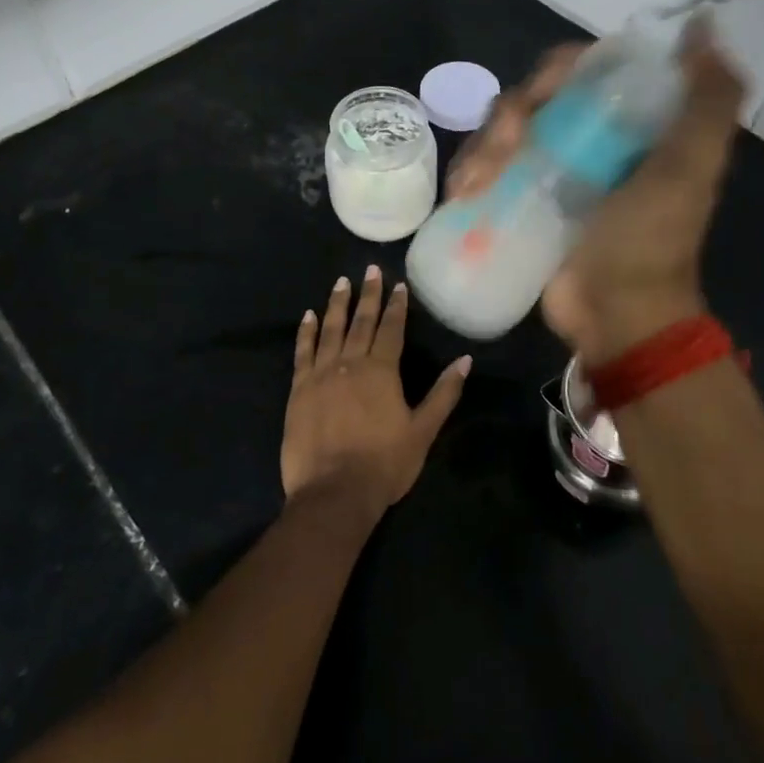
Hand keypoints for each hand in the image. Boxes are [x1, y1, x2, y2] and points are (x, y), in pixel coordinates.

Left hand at [283, 265, 469, 524]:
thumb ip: (443, 393)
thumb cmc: (384, 464)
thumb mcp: (423, 430)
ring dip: (337, 304)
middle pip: (361, 321)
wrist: (334, 493)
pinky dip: (306, 331)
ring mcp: (321, 374)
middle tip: (369, 269)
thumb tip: (464, 360)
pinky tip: (308, 316)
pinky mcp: (299, 389)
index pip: (392, 328)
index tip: (398, 284)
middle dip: (368, 294)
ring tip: (341, 282)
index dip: (396, 305)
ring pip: (330, 329)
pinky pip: (303, 351)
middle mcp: (351, 363)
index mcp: (382, 370)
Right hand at [446, 19, 748, 363]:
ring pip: (502, 134)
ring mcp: (551, 171)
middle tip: (504, 149)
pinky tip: (461, 194)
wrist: (617, 316)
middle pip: (533, 99)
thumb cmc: (650, 240)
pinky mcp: (523, 201)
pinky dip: (469, 174)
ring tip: (475, 184)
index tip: (540, 96)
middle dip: (508, 117)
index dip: (555, 72)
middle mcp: (588, 138)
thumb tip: (703, 25)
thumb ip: (708, 99)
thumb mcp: (690, 168)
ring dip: (481, 149)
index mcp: (627, 123)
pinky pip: (487, 171)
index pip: (582, 70)